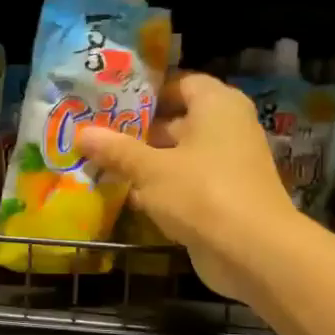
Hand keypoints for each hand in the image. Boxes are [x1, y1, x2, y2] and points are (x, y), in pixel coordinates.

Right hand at [76, 72, 296, 303]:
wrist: (252, 251)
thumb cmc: (202, 193)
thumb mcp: (150, 169)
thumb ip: (117, 150)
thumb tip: (82, 133)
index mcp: (217, 106)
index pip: (181, 83)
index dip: (147, 90)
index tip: (111, 100)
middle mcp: (227, 128)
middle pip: (177, 120)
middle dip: (138, 129)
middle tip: (97, 132)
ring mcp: (226, 165)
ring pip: (178, 155)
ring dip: (145, 161)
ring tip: (101, 162)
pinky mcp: (221, 198)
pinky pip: (184, 183)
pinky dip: (159, 187)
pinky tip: (124, 194)